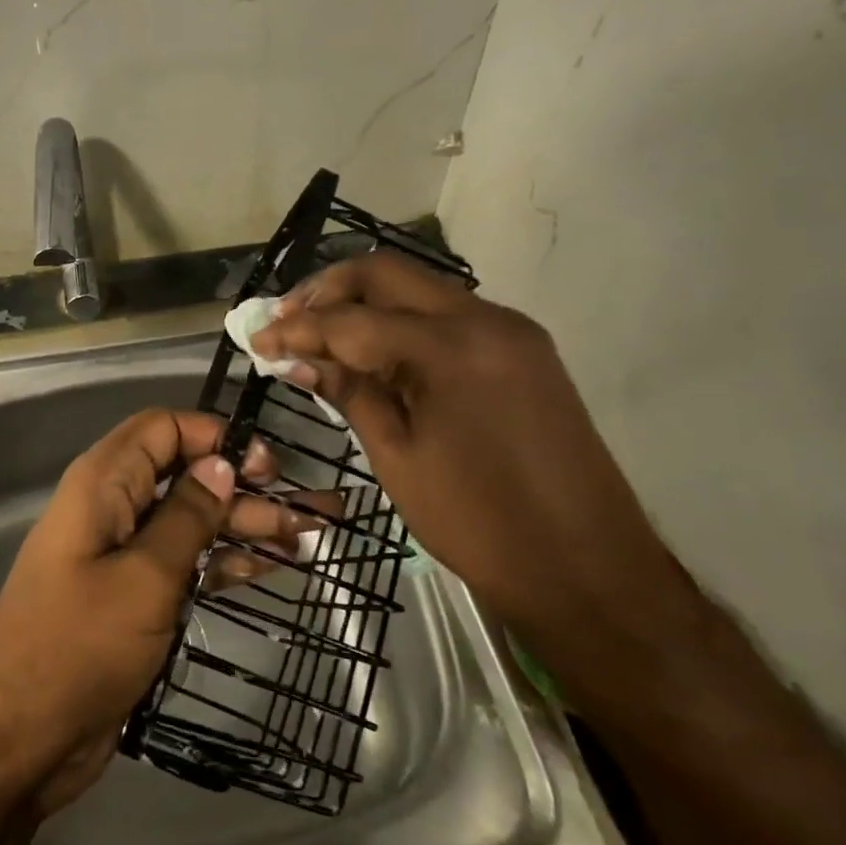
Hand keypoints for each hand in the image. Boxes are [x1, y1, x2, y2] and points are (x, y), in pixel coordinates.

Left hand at [0, 409, 310, 816]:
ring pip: (187, 520)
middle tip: (302, 509)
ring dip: (239, 525)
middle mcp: (112, 506)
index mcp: (103, 483)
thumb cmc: (79, 646)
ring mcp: (120, 553)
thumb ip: (187, 516)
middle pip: (182, 474)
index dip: (214, 436)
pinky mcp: (130, 595)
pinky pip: (181, 562)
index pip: (163, 428)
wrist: (20, 739)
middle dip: (241, 486)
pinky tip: (263, 569)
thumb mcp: (144, 576)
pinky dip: (218, 561)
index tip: (267, 466)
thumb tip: (221, 463)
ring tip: (302, 539)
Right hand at [249, 252, 693, 651]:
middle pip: (387, 273)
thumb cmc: (481, 525)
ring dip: (365, 303)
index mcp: (451, 349)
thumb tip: (297, 359)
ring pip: (419, 289)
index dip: (296, 328)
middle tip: (287, 321)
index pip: (352, 320)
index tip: (255, 339)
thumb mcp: (398, 459)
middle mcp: (485, 319)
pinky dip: (402, 322)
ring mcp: (510, 330)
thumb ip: (349, 393)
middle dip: (328, 291)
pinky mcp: (523, 349)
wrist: (589, 570)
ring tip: (320, 335)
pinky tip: (373, 350)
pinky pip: (447, 315)